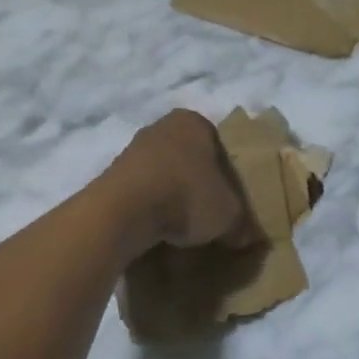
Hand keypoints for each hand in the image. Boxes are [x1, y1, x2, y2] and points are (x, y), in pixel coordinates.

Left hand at [111, 110, 259, 257]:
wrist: (122, 212)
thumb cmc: (186, 196)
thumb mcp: (229, 214)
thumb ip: (241, 222)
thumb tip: (246, 237)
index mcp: (195, 122)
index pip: (220, 146)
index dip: (228, 175)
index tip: (230, 201)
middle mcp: (162, 126)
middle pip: (190, 158)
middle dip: (199, 184)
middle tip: (209, 214)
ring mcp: (133, 149)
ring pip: (163, 174)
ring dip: (172, 196)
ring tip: (182, 229)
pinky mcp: (111, 174)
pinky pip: (141, 191)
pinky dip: (150, 207)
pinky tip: (157, 230)